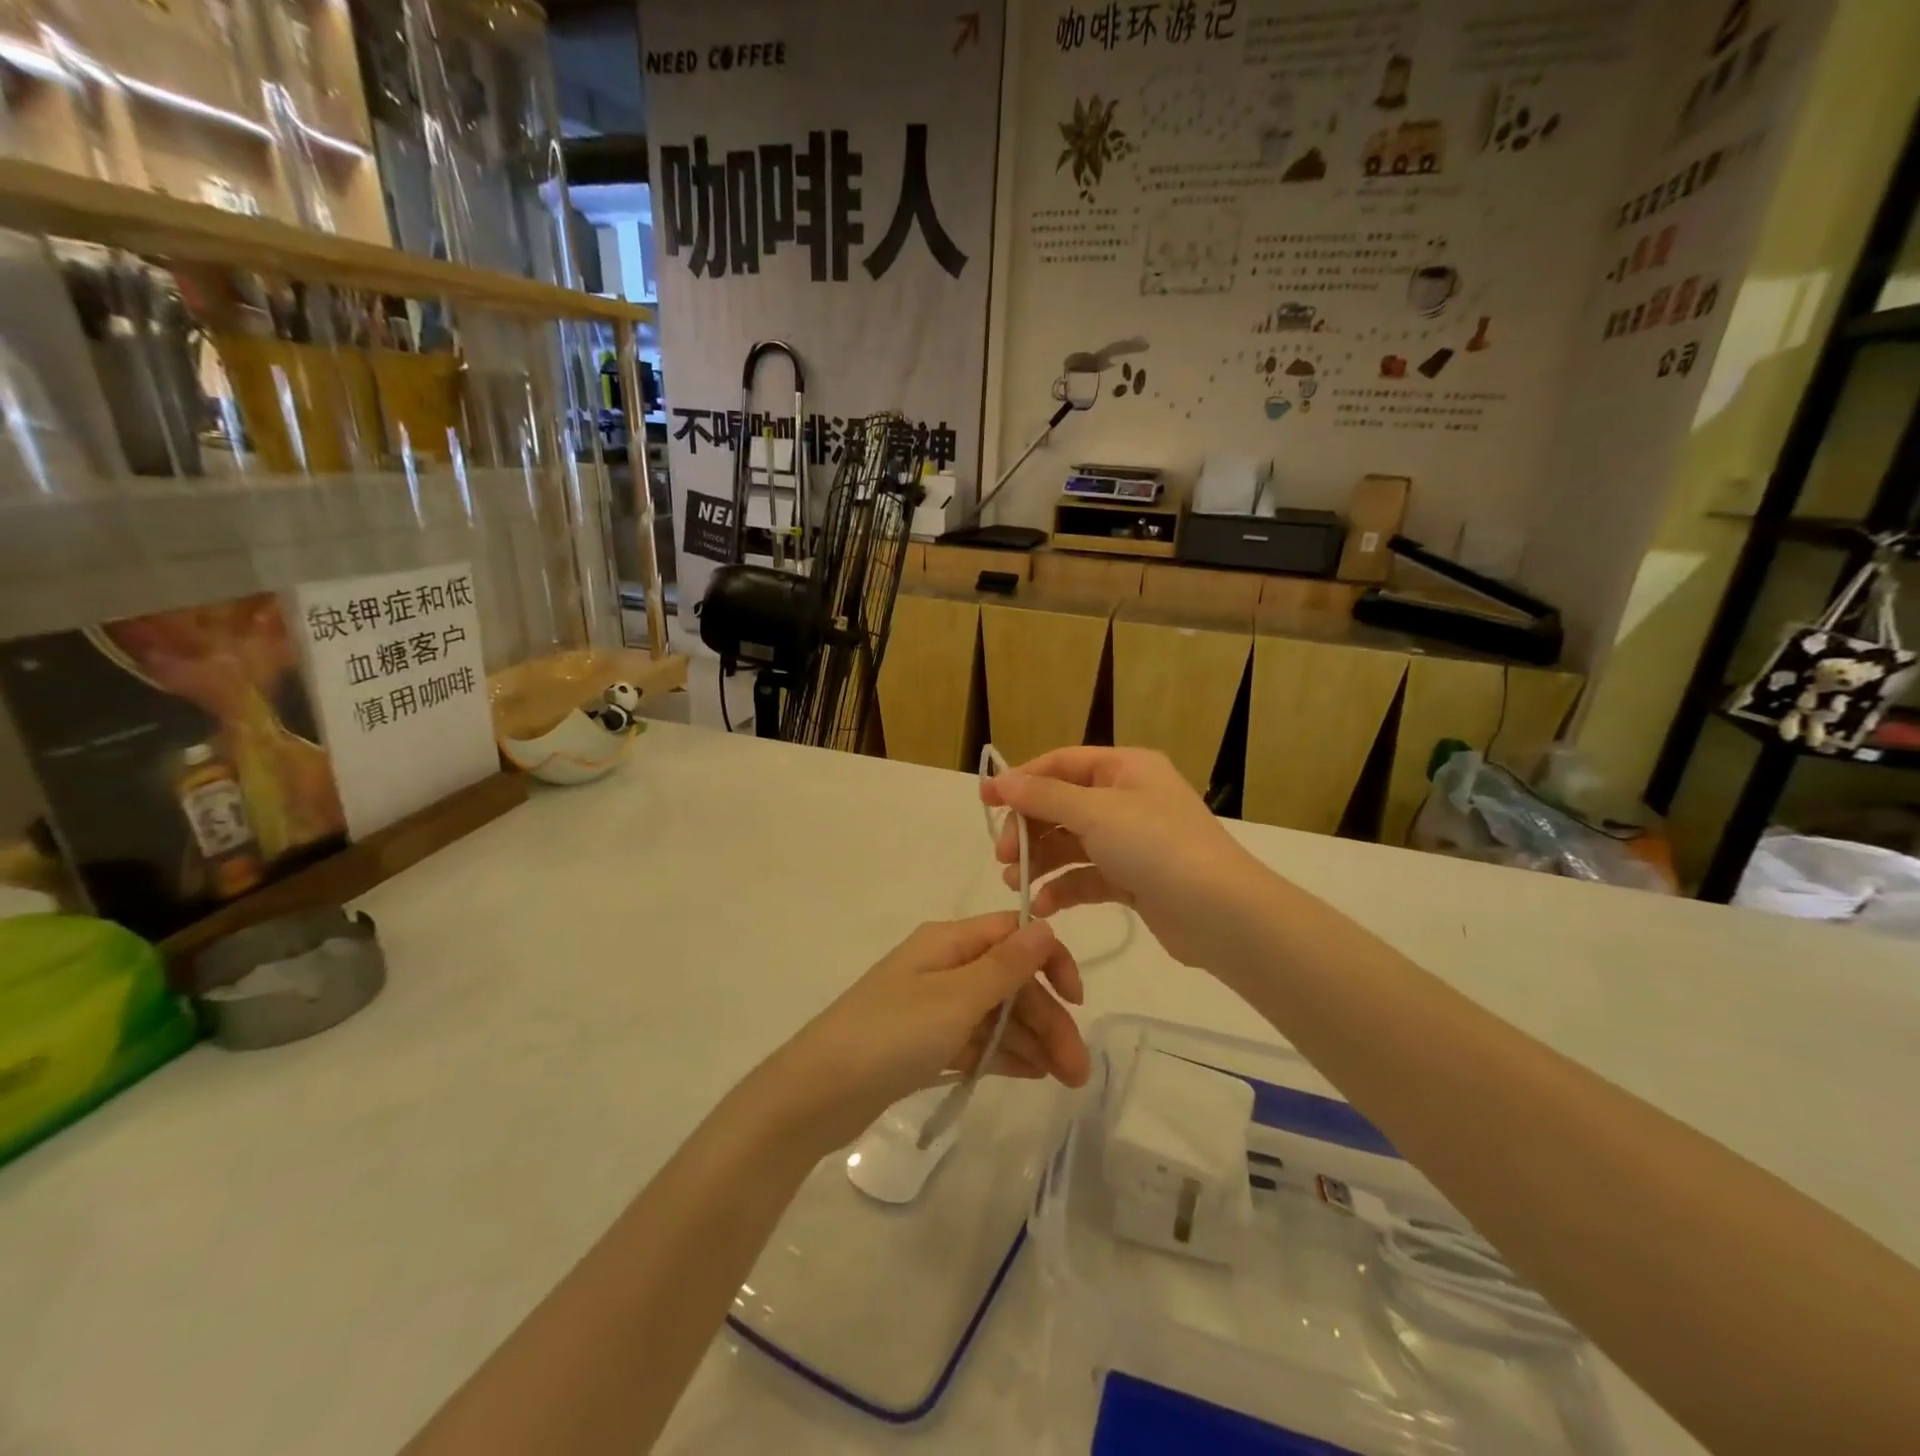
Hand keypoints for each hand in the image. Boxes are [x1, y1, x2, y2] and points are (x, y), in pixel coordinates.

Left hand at [760, 913, 1088, 1152]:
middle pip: (1010, 981)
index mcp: (948, 942)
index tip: (1077, 1000)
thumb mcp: (955, 998)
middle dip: (1048, 1017)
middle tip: (1078, 1069)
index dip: (1050, 961)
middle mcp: (944, 967)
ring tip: (1066, 1080)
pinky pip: (977, 1040)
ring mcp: (934, 1007)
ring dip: (1034, 1040)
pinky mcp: (926, 1043)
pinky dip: (1005, 1053)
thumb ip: (1004, 966)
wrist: (818, 1093)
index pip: (1013, 935)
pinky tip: (1034, 1075)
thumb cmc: (890, 1034)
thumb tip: (1046, 925)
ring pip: (997, 1014)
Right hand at [982, 747, 1269, 971]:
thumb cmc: (1156, 846)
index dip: (1021, 780)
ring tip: (1013, 882)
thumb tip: (1000, 780)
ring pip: (1072, 842)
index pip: (1061, 764)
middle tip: (1004, 855)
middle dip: (1029, 828)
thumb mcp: (1095, 812)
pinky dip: (1063, 887)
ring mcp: (1131, 840)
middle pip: (1062, 804)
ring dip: (1041, 860)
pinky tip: (1042, 905)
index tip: (985, 801)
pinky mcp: (1133, 879)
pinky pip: (1087, 876)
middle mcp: (1128, 798)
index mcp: (1125, 768)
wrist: (1220, 913)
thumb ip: (1043, 796)